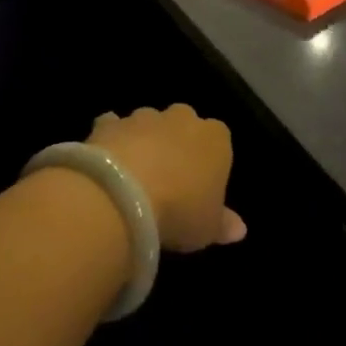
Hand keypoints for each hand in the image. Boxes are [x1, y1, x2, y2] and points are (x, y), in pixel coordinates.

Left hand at [88, 105, 245, 251]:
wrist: (124, 195)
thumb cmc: (180, 210)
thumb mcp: (208, 227)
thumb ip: (223, 224)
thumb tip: (239, 228)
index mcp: (215, 138)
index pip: (219, 138)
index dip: (209, 160)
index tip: (201, 185)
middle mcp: (181, 118)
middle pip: (184, 124)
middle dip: (177, 142)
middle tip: (169, 176)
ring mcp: (143, 117)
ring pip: (148, 122)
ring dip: (144, 140)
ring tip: (135, 174)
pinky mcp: (109, 123)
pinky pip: (112, 126)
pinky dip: (111, 138)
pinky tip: (106, 162)